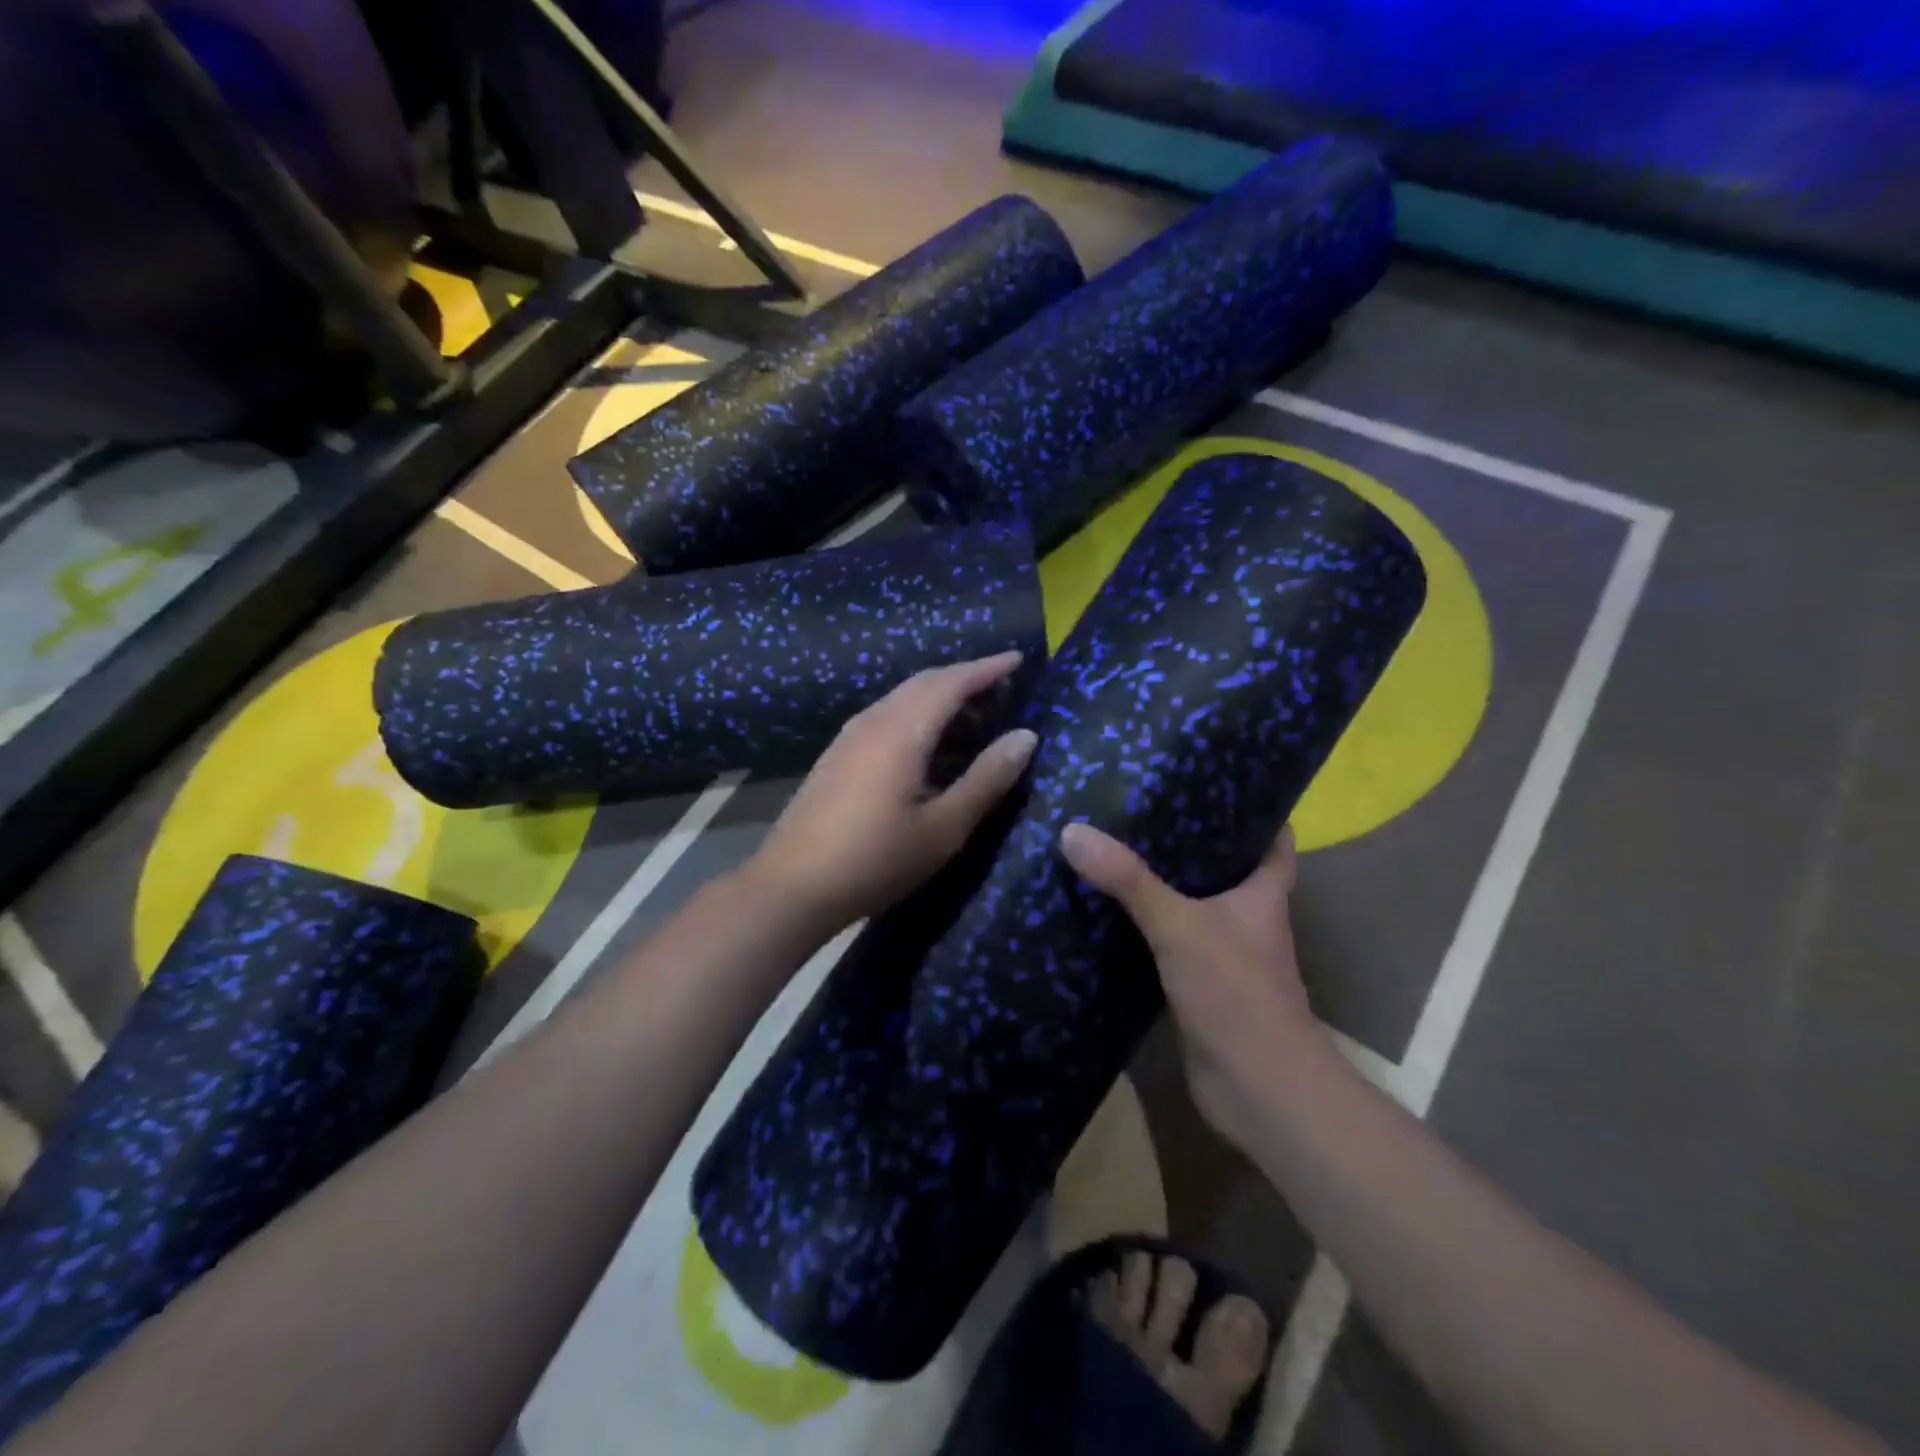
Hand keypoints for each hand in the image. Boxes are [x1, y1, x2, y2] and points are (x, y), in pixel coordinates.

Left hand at [748, 653, 1038, 932]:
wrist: (792, 886)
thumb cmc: (876, 859)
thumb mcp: (943, 827)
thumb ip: (986, 779)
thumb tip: (1025, 736)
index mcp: (901, 730)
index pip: (951, 682)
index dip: (986, 668)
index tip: (1018, 660)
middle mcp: (873, 720)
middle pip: (924, 683)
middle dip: (965, 679)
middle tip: (1003, 691)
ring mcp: (849, 737)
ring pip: (902, 699)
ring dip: (940, 699)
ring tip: (975, 720)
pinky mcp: (837, 756)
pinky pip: (886, 717)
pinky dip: (918, 717)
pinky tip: (930, 748)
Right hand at [1058, 822, 1316, 1149]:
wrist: (1258, 1090)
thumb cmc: (1236, 993)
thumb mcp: (1180, 926)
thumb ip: (1129, 881)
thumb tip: (1072, 831)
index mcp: (1262, 893)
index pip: (1272, 837)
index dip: (1252, 807)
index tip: (1210, 778)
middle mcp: (1246, 918)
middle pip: (1223, 866)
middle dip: (1189, 838)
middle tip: (1140, 804)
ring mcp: (1222, 953)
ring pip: (1191, 904)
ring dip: (1161, 883)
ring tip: (1114, 846)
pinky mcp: (1197, 984)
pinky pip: (1167, 942)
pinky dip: (1143, 927)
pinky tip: (1105, 910)